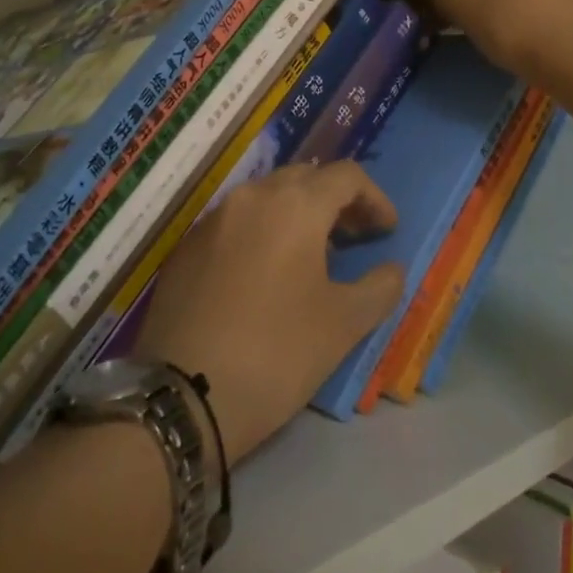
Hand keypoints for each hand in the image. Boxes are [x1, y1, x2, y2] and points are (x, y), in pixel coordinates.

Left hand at [134, 163, 403, 465]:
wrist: (181, 395)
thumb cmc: (276, 353)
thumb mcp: (342, 325)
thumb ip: (379, 288)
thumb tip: (392, 269)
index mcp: (295, 205)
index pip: (346, 176)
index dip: (374, 198)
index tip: (387, 230)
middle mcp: (252, 196)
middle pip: (305, 179)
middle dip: (335, 201)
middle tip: (353, 238)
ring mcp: (214, 218)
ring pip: (267, 196)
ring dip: (297, 214)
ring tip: (312, 256)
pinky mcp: (186, 245)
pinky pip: (236, 221)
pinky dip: (262, 232)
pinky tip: (265, 273)